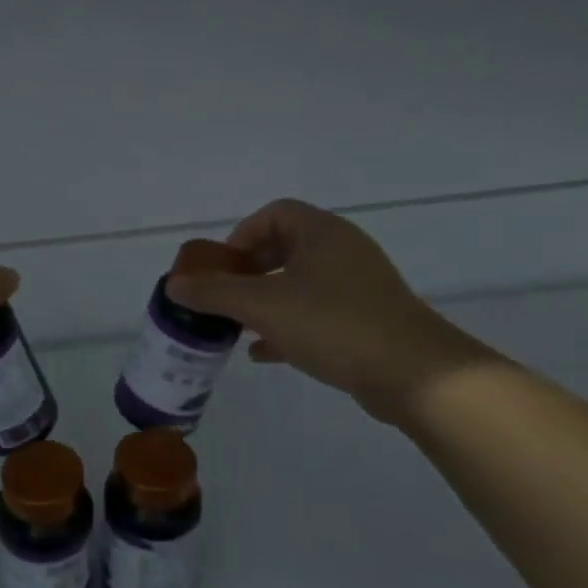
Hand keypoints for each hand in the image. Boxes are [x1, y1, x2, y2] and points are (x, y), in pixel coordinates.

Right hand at [165, 199, 493, 425]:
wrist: (414, 374)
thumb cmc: (333, 324)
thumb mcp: (263, 306)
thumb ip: (215, 294)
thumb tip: (174, 286)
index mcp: (321, 232)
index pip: (274, 214)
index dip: (242, 235)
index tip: (223, 266)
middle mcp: (342, 250)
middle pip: (285, 248)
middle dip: (249, 272)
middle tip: (226, 297)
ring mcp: (358, 286)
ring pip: (300, 284)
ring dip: (266, 301)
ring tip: (237, 326)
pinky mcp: (367, 319)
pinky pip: (317, 312)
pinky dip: (288, 325)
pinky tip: (264, 352)